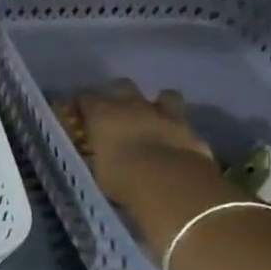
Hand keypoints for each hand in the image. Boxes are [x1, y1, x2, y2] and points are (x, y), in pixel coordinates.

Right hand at [72, 79, 218, 215]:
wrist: (170, 184)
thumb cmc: (121, 177)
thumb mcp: (96, 168)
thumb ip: (95, 152)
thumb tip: (95, 151)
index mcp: (102, 113)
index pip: (85, 97)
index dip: (82, 105)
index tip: (80, 116)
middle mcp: (131, 105)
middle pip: (122, 85)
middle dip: (118, 94)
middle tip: (116, 112)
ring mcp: (164, 114)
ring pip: (164, 95)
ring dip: (158, 104)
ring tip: (153, 119)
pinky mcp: (190, 129)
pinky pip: (184, 120)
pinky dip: (178, 127)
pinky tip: (174, 139)